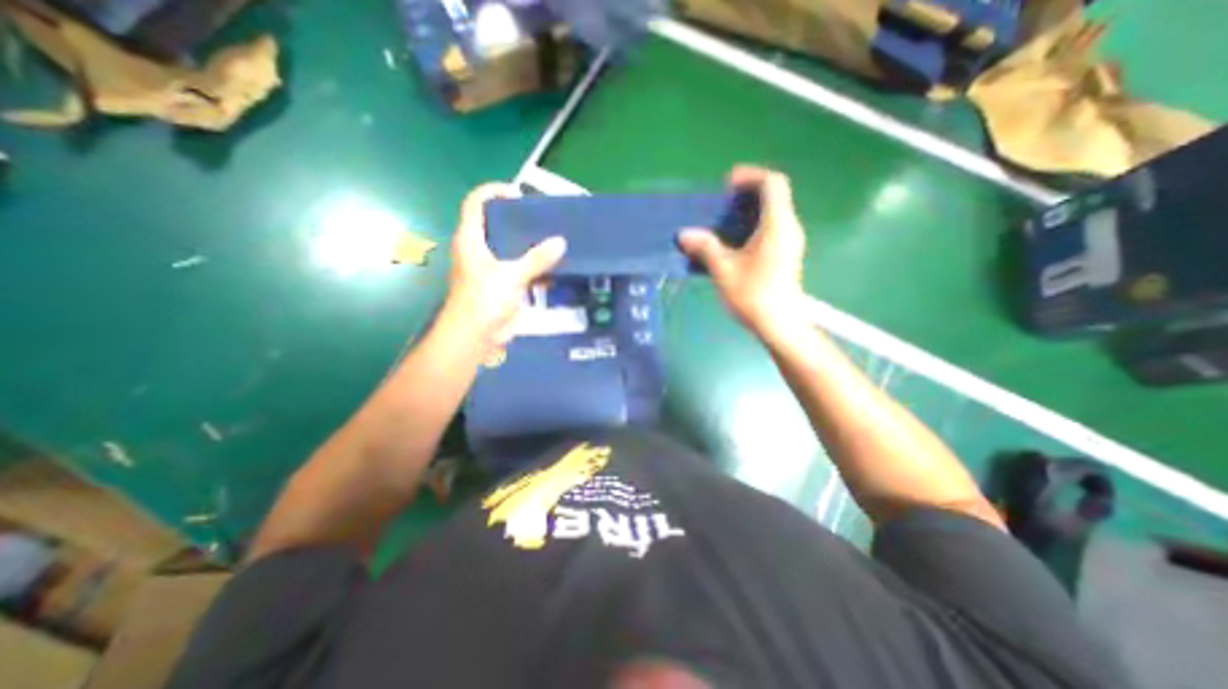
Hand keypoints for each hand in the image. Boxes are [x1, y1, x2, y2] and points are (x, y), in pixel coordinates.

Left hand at [442, 182, 565, 346]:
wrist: (476, 336)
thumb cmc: (484, 300)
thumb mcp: (511, 276)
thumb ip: (536, 259)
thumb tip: (561, 242)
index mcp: (471, 239)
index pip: (476, 204)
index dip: (492, 192)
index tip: (517, 192)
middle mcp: (478, 249)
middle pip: (496, 224)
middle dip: (517, 218)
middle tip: (542, 216)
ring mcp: (491, 268)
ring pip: (510, 247)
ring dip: (529, 243)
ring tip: (551, 236)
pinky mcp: (502, 284)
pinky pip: (520, 267)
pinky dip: (534, 265)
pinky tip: (552, 265)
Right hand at [680, 167, 808, 339]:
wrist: (780, 325)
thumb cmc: (753, 295)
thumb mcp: (723, 270)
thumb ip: (705, 247)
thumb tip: (684, 234)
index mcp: (777, 224)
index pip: (772, 183)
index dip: (750, 176)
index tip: (727, 185)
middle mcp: (789, 228)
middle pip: (774, 196)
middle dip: (747, 194)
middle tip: (721, 204)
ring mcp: (791, 242)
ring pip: (773, 213)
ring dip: (749, 212)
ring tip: (723, 223)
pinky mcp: (788, 255)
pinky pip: (772, 229)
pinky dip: (754, 226)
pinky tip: (735, 244)